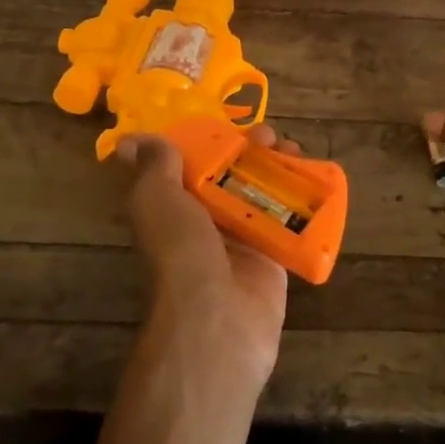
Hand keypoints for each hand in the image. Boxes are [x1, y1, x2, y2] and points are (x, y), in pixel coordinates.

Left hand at [114, 129, 290, 395]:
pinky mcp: (272, 259)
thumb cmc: (181, 251)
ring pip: (262, 194)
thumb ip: (154, 167)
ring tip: (295, 151)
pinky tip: (315, 181)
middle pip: (232, 176)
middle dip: (251, 150)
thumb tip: (129, 142)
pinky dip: (302, 201)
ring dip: (279, 168)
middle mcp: (206, 224)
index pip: (192, 165)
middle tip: (271, 136)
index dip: (211, 141)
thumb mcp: (156, 199)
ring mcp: (240, 242)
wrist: (216, 320)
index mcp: (174, 207)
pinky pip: (288, 223)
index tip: (230, 123)